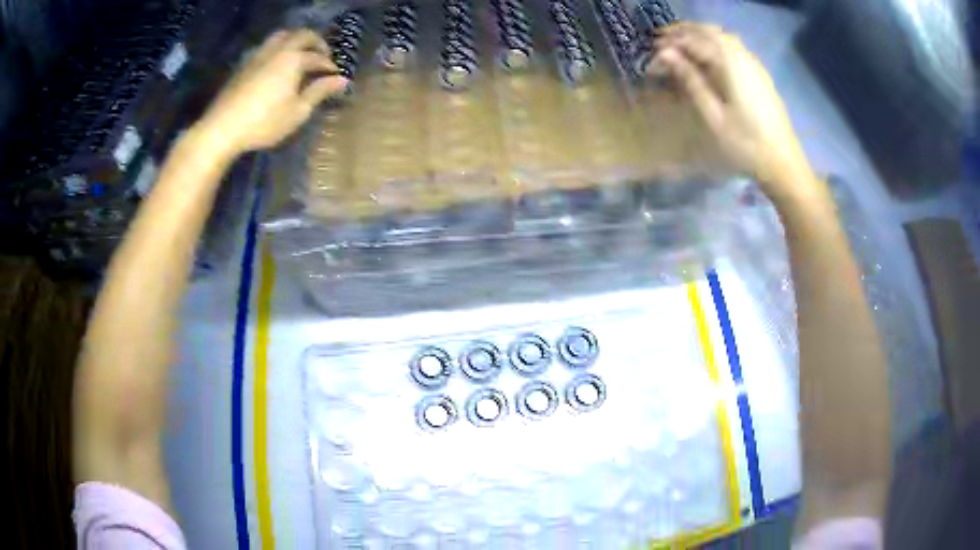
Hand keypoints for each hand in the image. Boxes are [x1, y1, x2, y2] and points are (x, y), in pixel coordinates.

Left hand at [196, 29, 348, 155]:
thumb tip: (342, 80)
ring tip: (300, 53)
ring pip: (282, 36)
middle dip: (316, 42)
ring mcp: (259, 55)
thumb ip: (319, 92)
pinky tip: (278, 64)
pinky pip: (267, 46)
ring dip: (295, 39)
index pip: (318, 57)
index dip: (329, 66)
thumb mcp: (297, 112)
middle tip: (323, 55)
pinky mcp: (245, 65)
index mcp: (294, 59)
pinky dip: (279, 48)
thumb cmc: (264, 122)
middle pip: (302, 35)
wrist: (222, 128)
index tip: (336, 76)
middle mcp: (278, 50)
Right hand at [650, 24, 816, 200]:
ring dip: (699, 35)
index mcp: (731, 64)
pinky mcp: (759, 74)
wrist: (784, 163)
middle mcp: (743, 56)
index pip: (694, 41)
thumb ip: (690, 80)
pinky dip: (715, 43)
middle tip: (660, 41)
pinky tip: (707, 55)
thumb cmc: (746, 145)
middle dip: (683, 32)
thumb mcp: (713, 116)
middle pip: (709, 31)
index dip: (671, 43)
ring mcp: (754, 64)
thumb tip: (665, 54)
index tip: (652, 53)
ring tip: (680, 44)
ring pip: (723, 36)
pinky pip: (734, 47)